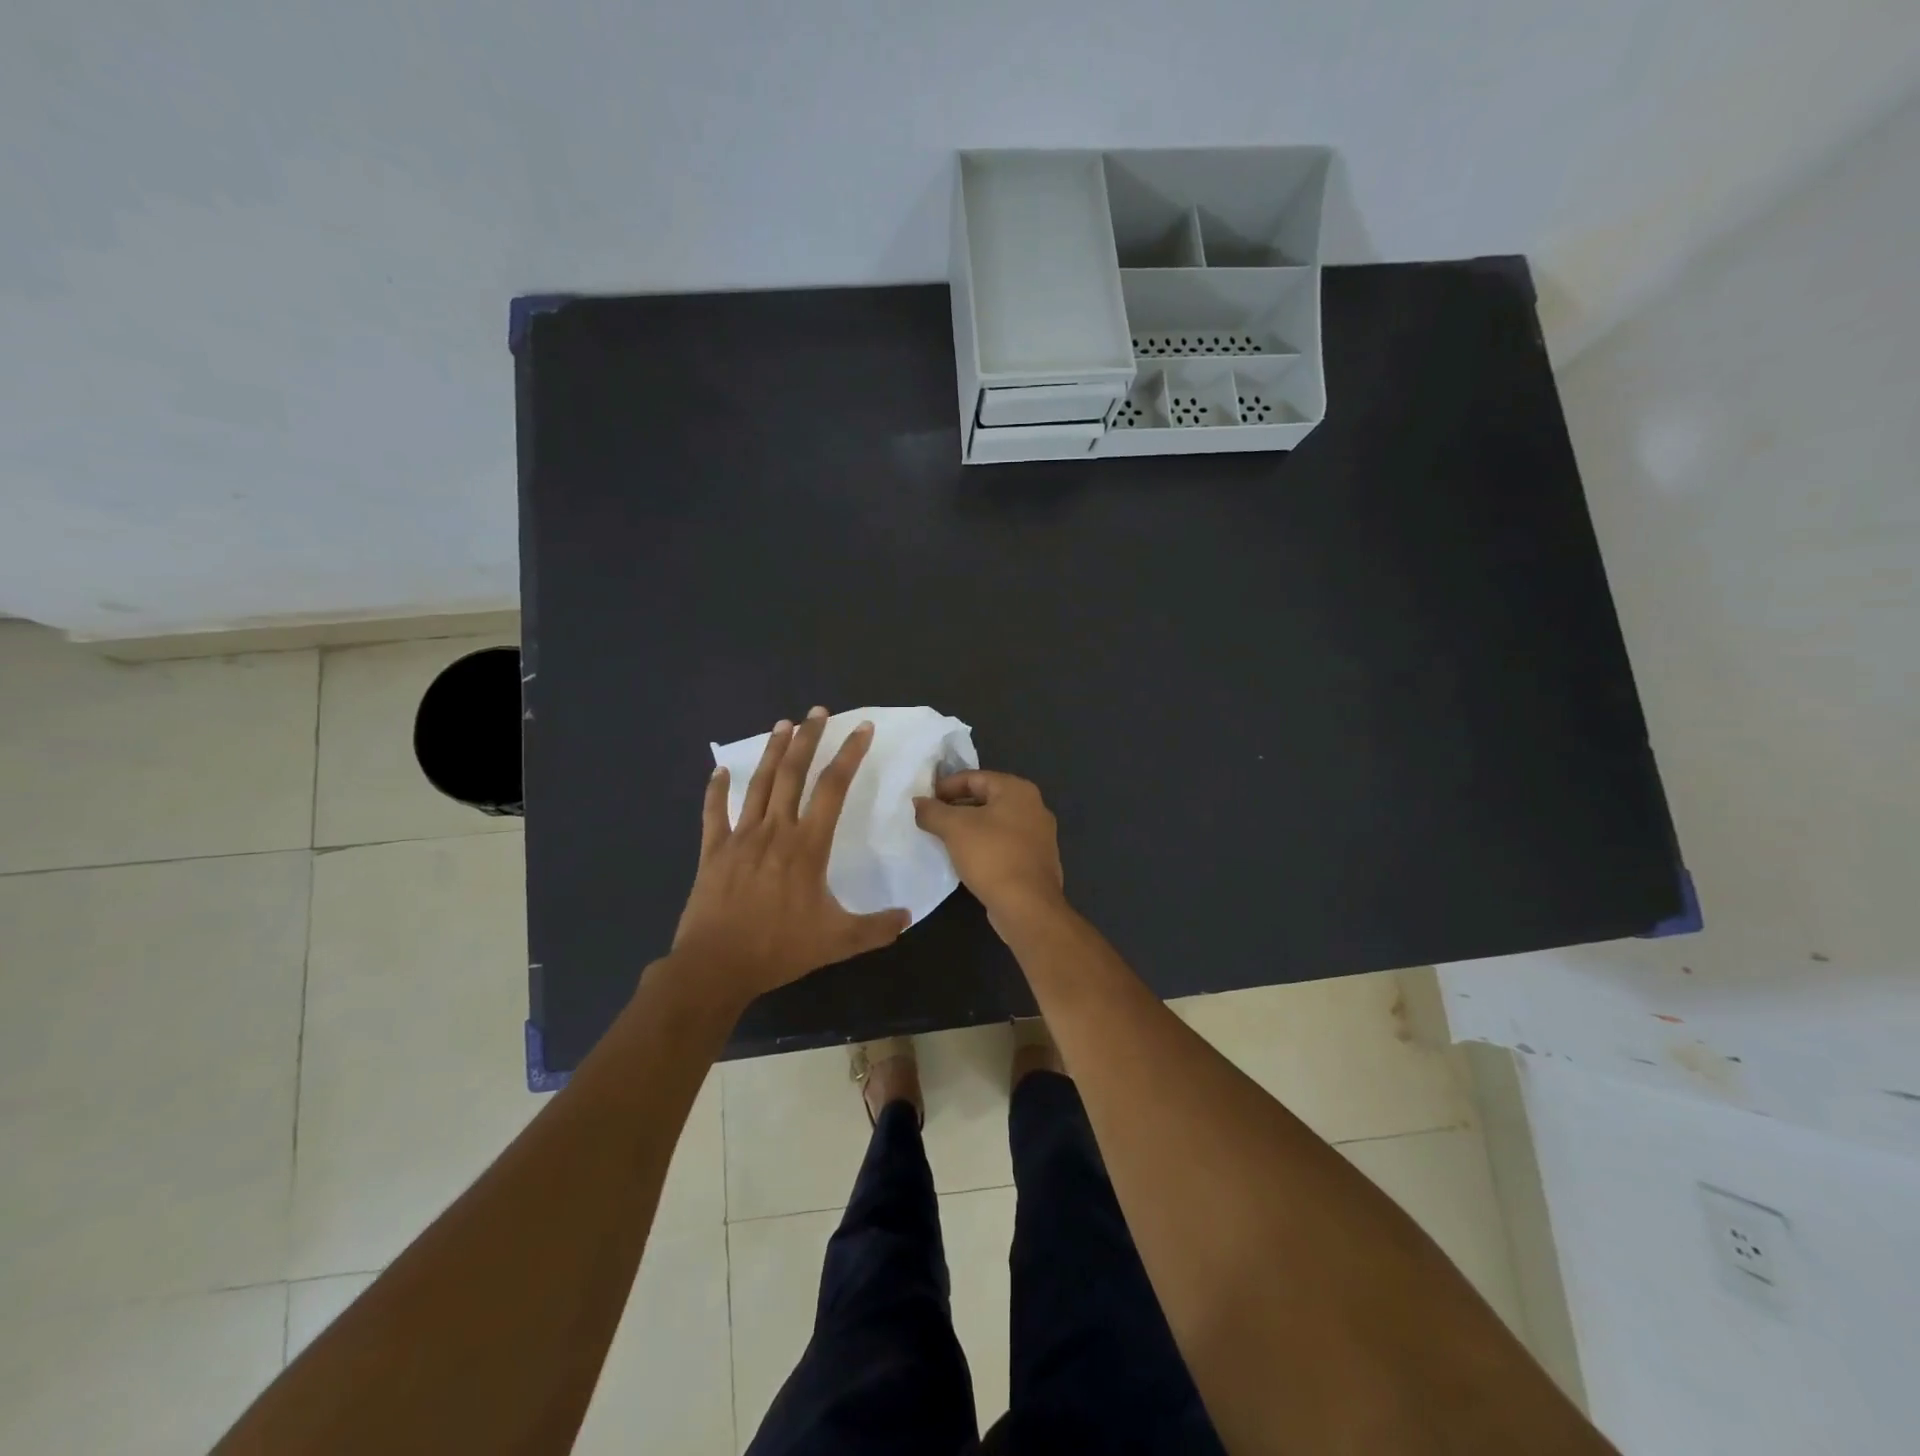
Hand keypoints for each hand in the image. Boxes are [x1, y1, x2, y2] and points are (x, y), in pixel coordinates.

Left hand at [671, 708, 909, 1005]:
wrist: (716, 966)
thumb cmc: (779, 948)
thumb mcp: (838, 941)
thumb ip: (876, 928)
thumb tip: (908, 917)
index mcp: (807, 846)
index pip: (833, 789)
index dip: (849, 755)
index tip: (861, 729)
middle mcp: (775, 830)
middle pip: (793, 773)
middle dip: (808, 738)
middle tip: (818, 711)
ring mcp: (740, 837)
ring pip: (759, 784)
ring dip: (772, 752)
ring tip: (782, 724)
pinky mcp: (713, 851)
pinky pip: (714, 813)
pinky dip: (716, 790)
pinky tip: (719, 769)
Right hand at [913, 771, 1064, 931]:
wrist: (1027, 906)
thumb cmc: (992, 856)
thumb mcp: (954, 828)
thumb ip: (932, 811)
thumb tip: (918, 803)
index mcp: (1018, 790)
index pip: (973, 777)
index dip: (944, 786)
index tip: (923, 801)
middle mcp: (1034, 806)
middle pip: (985, 798)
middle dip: (955, 807)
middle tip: (930, 820)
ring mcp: (1039, 835)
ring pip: (994, 822)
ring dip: (968, 828)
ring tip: (942, 839)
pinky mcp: (1036, 860)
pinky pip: (1003, 843)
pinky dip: (983, 845)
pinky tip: (965, 858)